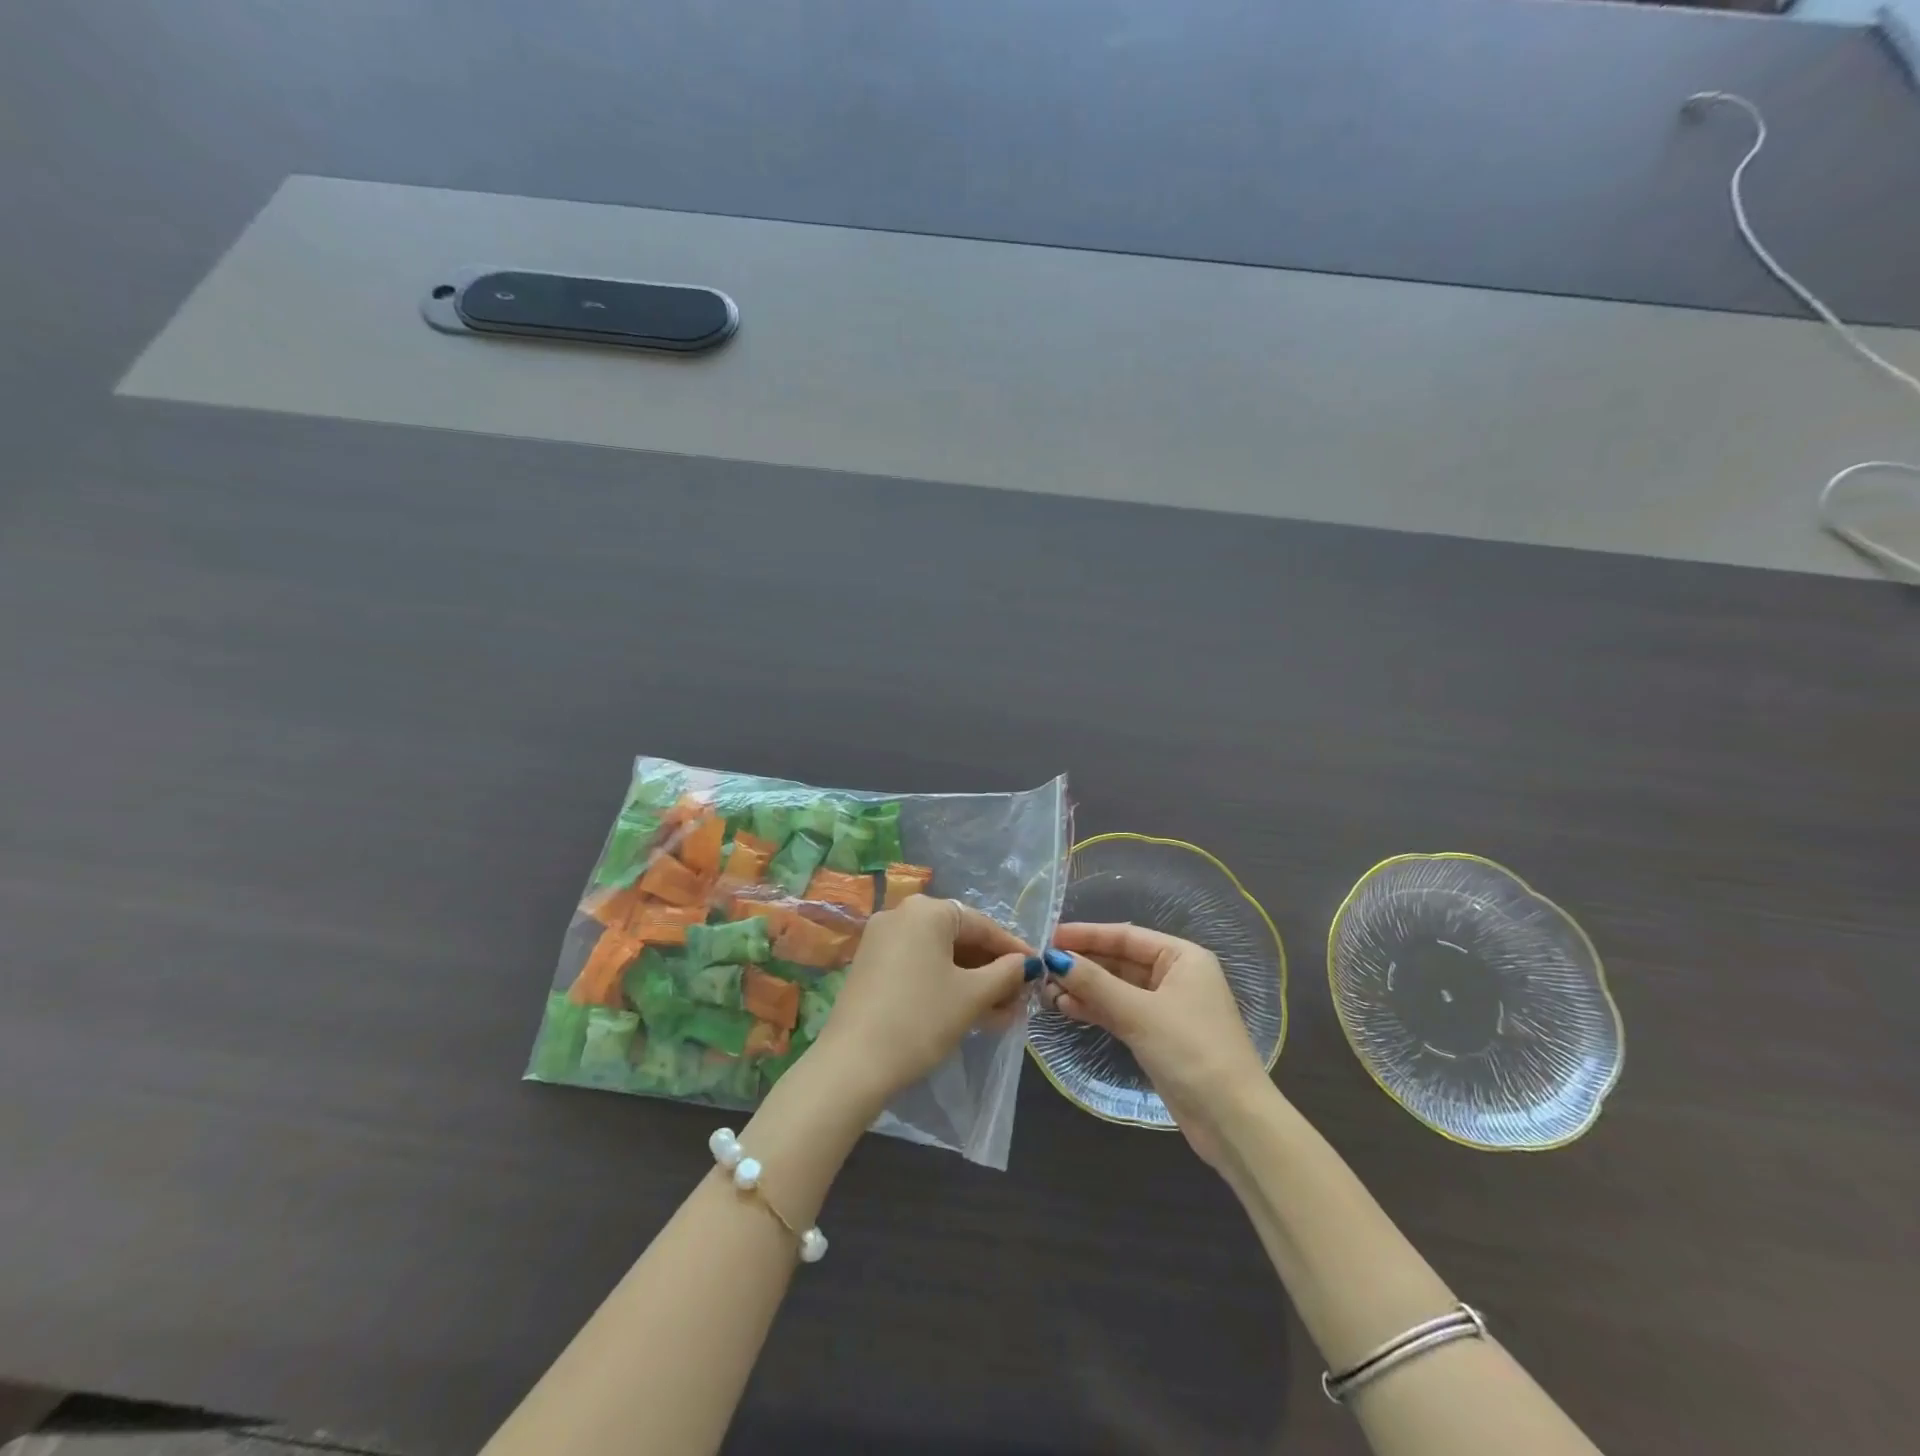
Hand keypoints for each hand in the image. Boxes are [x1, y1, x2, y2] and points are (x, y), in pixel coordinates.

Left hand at [809, 896, 1030, 1110]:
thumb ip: (1005, 974)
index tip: (1038, 969)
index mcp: (927, 910)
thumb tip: (1026, 964)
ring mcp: (881, 940)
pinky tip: (967, 1011)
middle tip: (1019, 997)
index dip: (1013, 949)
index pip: (982, 924)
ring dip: (971, 981)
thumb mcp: (972, 997)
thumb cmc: (921, 1020)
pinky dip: (944, 984)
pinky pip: (918, 965)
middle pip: (959, 937)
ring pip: (939, 955)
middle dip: (992, 969)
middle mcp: (901, 914)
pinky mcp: (870, 966)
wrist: (853, 1064)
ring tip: (1000, 1013)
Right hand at [1042, 922, 1271, 1165]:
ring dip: (1085, 988)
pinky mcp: (1159, 1037)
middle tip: (1042, 966)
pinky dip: (1096, 1009)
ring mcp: (1167, 1008)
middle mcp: (1176, 976)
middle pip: (1120, 960)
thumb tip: (1054, 958)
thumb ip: (1094, 983)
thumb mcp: (1139, 1013)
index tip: (1049, 936)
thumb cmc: (1191, 1051)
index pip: (1126, 935)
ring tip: (1047, 991)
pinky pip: (1121, 1012)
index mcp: (1183, 957)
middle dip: (1083, 964)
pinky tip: (1067, 1008)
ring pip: (1117, 988)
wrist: (1233, 1121)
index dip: (1087, 934)